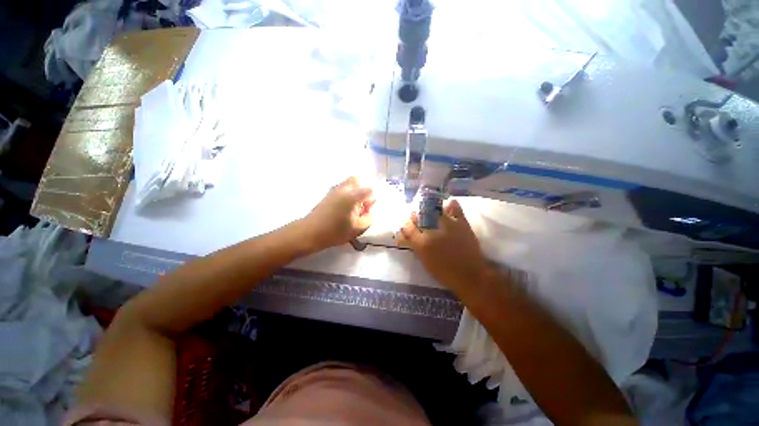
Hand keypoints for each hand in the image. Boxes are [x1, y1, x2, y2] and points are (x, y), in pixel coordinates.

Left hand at [303, 177, 374, 249]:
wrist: (310, 232)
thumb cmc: (336, 232)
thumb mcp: (359, 229)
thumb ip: (369, 216)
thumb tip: (369, 207)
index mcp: (353, 196)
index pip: (369, 189)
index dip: (371, 199)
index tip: (366, 210)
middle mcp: (344, 188)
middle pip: (358, 180)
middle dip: (363, 190)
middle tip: (361, 205)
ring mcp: (334, 189)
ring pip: (349, 183)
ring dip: (354, 191)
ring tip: (352, 208)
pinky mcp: (328, 194)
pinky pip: (342, 188)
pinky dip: (347, 194)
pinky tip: (344, 208)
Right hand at [399, 199, 491, 289]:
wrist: (470, 275)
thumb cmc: (444, 272)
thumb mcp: (424, 261)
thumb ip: (415, 246)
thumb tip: (406, 235)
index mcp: (422, 243)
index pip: (407, 226)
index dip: (405, 222)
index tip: (406, 222)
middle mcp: (433, 231)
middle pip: (419, 215)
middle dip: (416, 215)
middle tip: (416, 217)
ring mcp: (448, 224)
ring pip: (434, 209)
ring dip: (430, 209)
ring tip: (431, 212)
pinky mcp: (462, 223)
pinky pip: (455, 208)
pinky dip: (450, 205)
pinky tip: (447, 206)